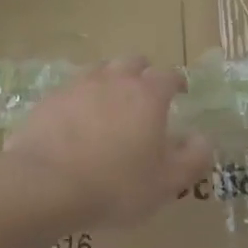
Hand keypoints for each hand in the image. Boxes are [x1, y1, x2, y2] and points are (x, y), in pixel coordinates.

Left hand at [1, 58, 212, 228]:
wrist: (45, 185)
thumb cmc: (116, 185)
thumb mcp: (166, 182)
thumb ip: (192, 158)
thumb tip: (202, 139)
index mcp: (148, 95)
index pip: (169, 75)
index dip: (177, 82)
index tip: (181, 92)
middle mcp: (114, 80)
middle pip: (132, 62)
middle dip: (143, 73)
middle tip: (145, 94)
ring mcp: (78, 86)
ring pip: (100, 70)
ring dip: (110, 80)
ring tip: (110, 103)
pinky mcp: (48, 100)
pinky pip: (71, 90)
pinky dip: (80, 99)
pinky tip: (76, 120)